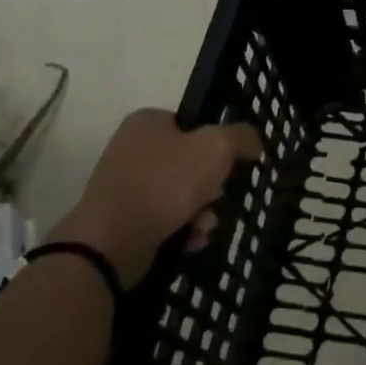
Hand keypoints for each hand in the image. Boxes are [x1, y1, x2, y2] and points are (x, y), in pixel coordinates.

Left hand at [49, 110, 261, 287]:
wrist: (112, 242)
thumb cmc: (166, 183)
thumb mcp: (217, 147)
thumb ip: (242, 136)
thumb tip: (253, 144)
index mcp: (148, 122)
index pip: (196, 125)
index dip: (219, 145)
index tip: (230, 165)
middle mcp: (133, 148)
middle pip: (193, 162)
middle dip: (213, 187)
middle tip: (217, 197)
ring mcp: (126, 184)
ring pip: (183, 193)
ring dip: (203, 211)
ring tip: (203, 226)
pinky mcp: (123, 217)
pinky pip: (166, 217)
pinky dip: (183, 229)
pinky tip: (190, 241)